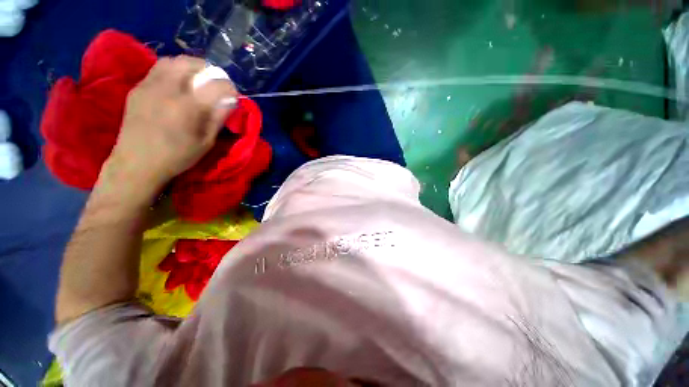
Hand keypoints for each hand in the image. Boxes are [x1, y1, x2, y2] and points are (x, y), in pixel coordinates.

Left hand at [103, 56, 235, 200]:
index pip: (216, 85)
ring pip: (172, 61)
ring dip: (189, 66)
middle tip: (215, 82)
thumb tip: (231, 102)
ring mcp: (148, 86)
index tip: (233, 95)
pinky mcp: (137, 88)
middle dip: (209, 69)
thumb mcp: (206, 142)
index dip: (229, 87)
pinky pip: (158, 69)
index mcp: (187, 107)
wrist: (137, 163)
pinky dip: (174, 71)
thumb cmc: (177, 157)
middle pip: (190, 63)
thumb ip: (219, 118)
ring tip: (196, 79)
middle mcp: (167, 89)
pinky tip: (178, 86)